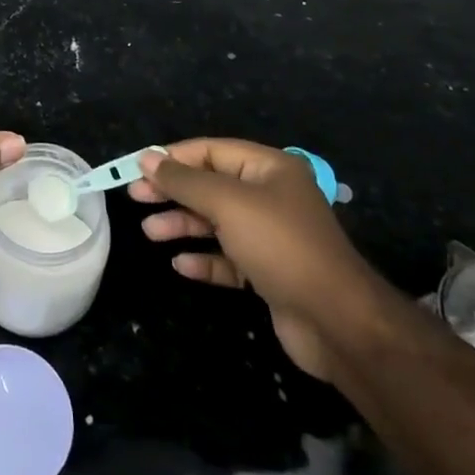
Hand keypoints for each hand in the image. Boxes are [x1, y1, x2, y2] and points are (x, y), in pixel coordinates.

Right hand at [130, 138, 380, 379]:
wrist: (338, 322)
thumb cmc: (280, 246)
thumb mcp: (227, 203)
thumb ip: (184, 181)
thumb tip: (147, 158)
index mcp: (269, 168)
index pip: (211, 151)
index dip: (173, 158)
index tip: (137, 169)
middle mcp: (270, 197)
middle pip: (211, 186)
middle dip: (174, 192)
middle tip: (136, 198)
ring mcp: (271, 237)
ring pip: (217, 223)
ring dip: (183, 225)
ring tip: (151, 233)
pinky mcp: (269, 273)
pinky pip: (228, 259)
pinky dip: (204, 259)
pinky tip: (181, 265)